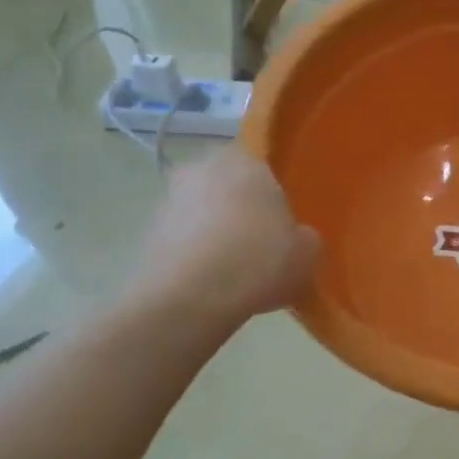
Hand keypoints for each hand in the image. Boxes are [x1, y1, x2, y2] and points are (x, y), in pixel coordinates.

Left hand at [135, 148, 319, 318]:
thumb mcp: (308, 254)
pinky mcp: (150, 229)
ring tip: (236, 270)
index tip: (283, 225)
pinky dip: (197, 252)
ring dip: (217, 231)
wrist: (190, 298)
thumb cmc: (258, 262)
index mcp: (246, 161)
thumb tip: (297, 237)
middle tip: (262, 246)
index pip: (264, 167)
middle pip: (231, 187)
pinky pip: (185, 237)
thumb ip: (306, 238)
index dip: (275, 196)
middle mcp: (204, 167)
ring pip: (205, 211)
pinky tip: (211, 281)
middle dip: (244, 211)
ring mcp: (171, 197)